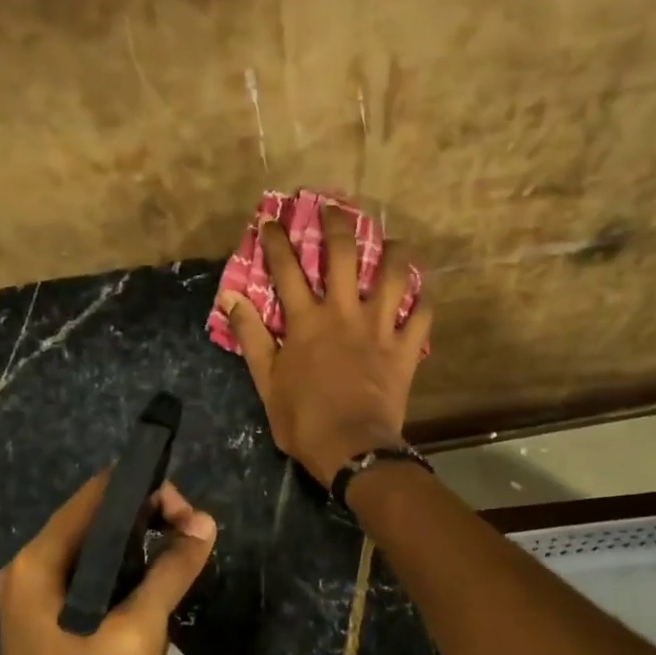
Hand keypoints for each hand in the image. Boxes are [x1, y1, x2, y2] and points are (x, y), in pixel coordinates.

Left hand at [0, 474, 216, 654]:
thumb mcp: (139, 633)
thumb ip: (171, 570)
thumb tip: (205, 523)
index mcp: (37, 564)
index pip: (96, 496)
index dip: (147, 492)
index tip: (190, 516)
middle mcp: (27, 574)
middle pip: (95, 522)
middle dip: (149, 522)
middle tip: (195, 541)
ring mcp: (32, 605)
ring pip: (96, 555)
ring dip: (140, 552)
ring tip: (183, 564)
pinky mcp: (46, 630)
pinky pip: (90, 585)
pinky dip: (124, 579)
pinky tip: (154, 595)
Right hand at [219, 207, 432, 486]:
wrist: (351, 447)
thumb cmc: (303, 419)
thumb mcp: (266, 382)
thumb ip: (251, 337)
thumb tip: (232, 299)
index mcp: (306, 321)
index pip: (287, 269)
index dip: (277, 240)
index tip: (271, 219)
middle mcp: (344, 313)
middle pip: (343, 255)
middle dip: (337, 225)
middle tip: (334, 207)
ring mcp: (379, 328)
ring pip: (393, 275)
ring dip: (393, 252)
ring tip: (392, 241)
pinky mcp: (405, 348)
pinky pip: (422, 315)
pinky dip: (423, 300)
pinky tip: (422, 289)